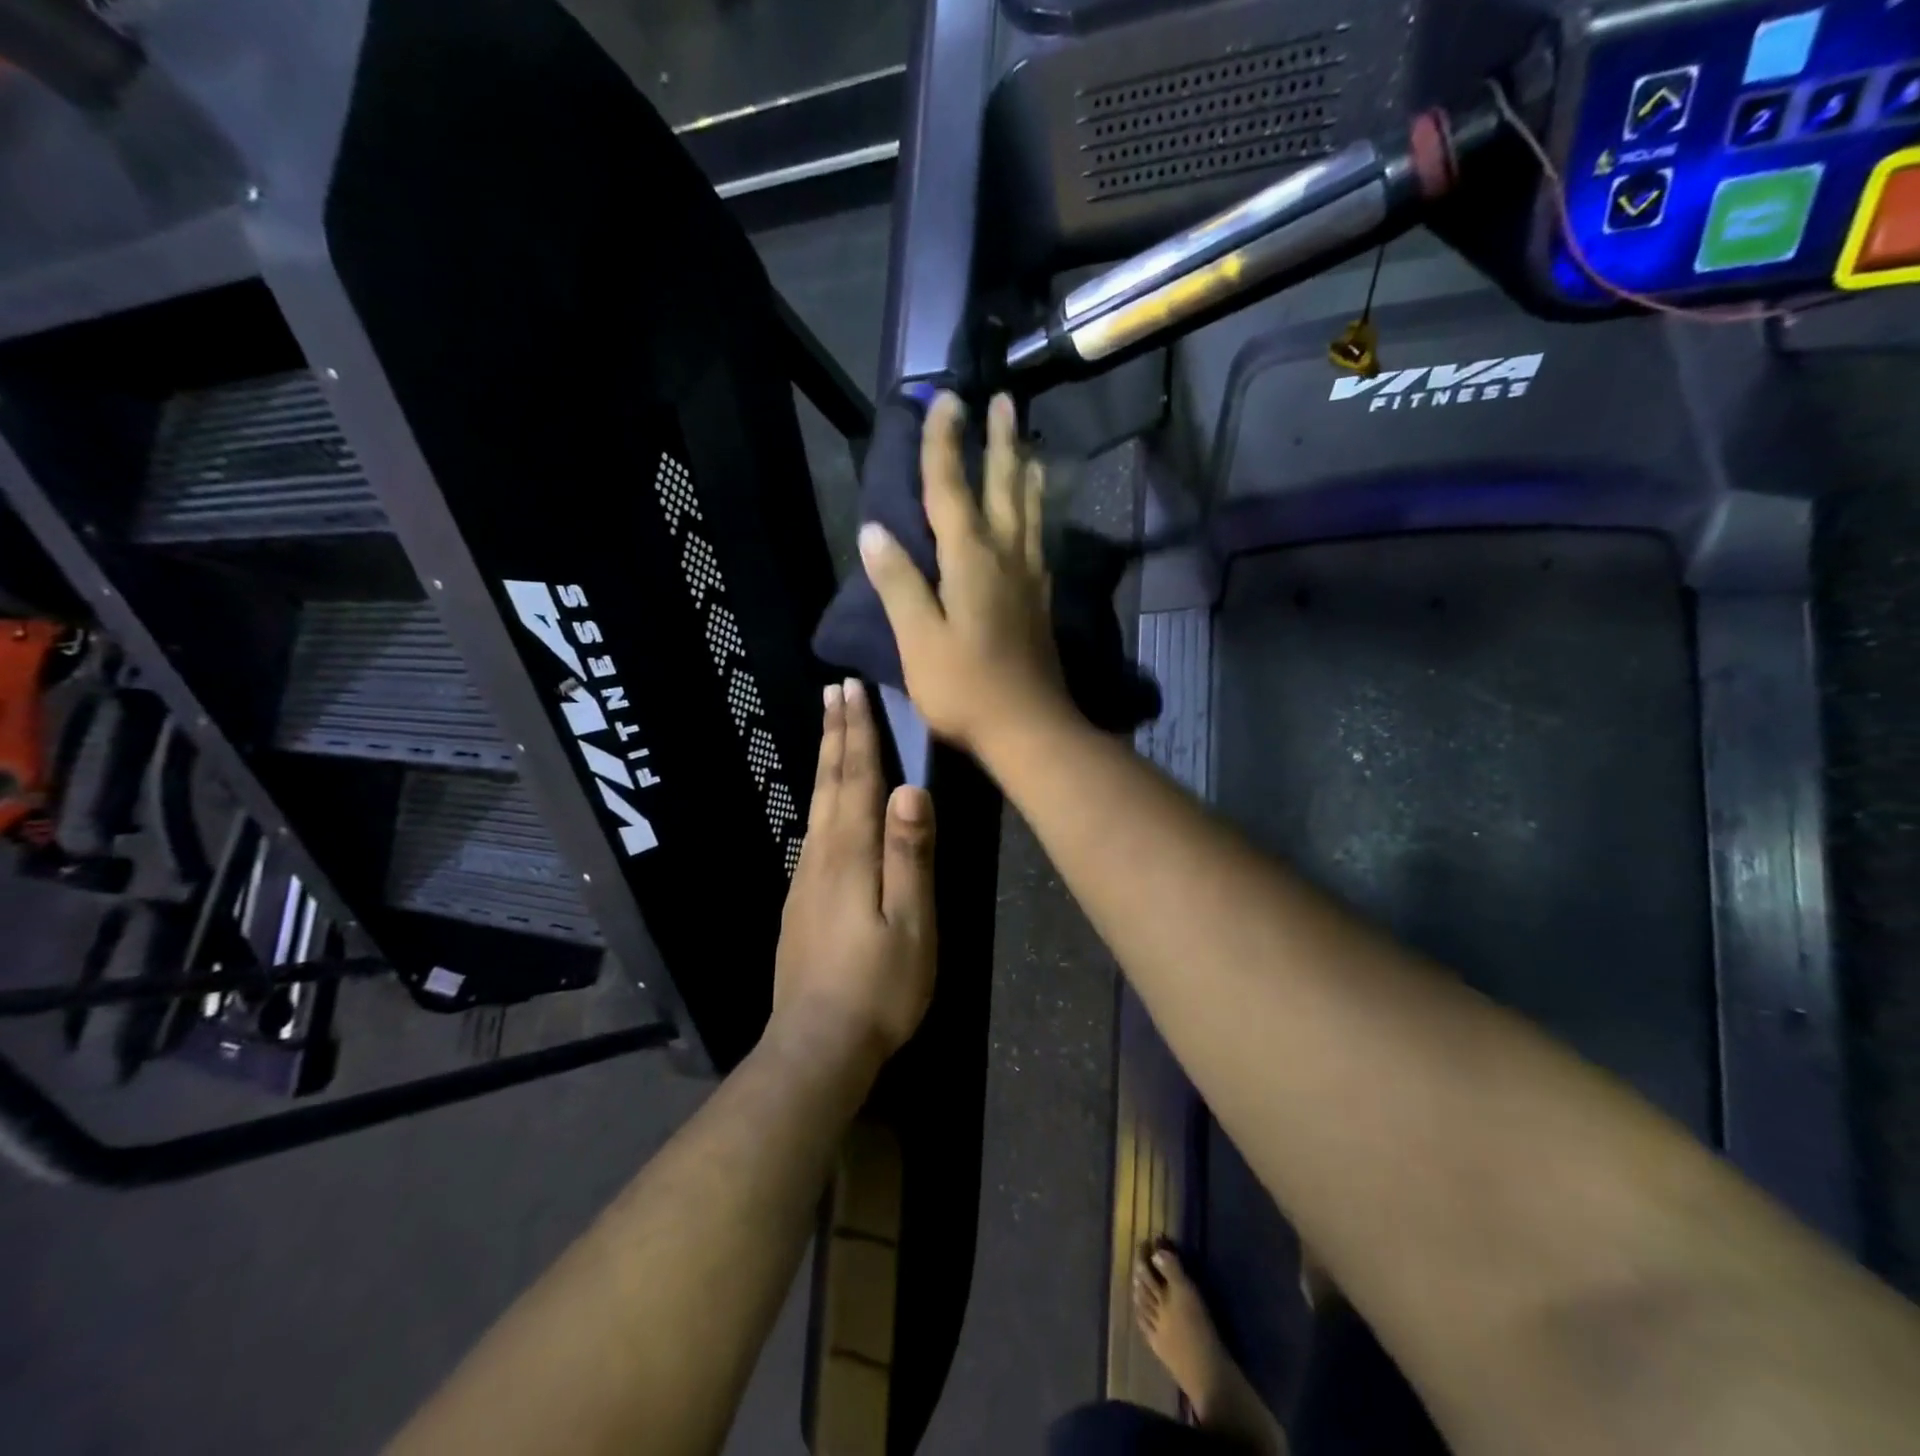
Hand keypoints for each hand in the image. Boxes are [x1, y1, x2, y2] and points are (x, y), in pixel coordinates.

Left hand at [771, 677, 936, 1066]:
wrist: (817, 1044)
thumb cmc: (879, 986)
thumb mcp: (911, 923)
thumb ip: (911, 855)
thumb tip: (911, 789)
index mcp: (852, 855)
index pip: (857, 779)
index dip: (857, 733)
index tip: (852, 690)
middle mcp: (822, 855)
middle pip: (829, 782)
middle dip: (835, 733)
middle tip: (833, 690)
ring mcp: (806, 878)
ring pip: (817, 803)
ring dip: (824, 759)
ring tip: (828, 728)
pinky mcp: (801, 900)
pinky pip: (813, 829)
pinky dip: (820, 797)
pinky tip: (824, 802)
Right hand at [858, 392, 1072, 754]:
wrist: (1028, 728)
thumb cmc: (965, 688)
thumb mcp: (919, 639)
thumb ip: (899, 584)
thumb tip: (874, 531)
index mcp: (970, 560)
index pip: (950, 490)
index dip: (944, 444)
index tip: (945, 399)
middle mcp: (1006, 557)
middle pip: (1003, 488)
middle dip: (999, 442)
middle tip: (1004, 400)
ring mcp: (1029, 579)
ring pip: (1030, 511)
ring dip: (1025, 472)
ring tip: (1027, 445)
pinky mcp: (1041, 602)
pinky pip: (1040, 542)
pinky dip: (1038, 516)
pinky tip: (1038, 518)